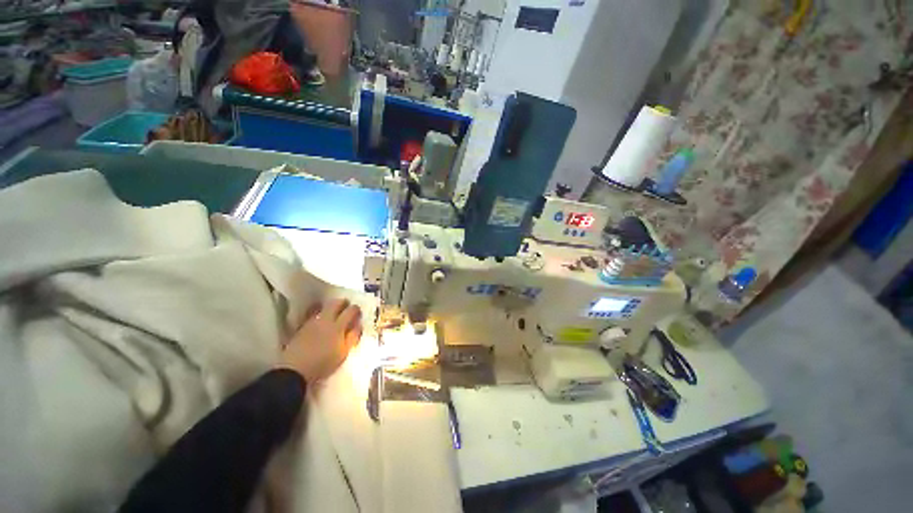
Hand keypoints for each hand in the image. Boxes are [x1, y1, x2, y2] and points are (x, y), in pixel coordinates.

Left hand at [279, 298, 362, 381]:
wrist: (294, 370)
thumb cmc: (323, 364)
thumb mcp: (343, 353)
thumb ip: (352, 337)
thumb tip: (358, 325)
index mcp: (338, 327)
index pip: (350, 311)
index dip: (356, 309)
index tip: (358, 312)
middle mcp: (325, 320)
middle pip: (335, 303)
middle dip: (343, 302)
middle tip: (347, 306)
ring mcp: (312, 322)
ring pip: (323, 307)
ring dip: (331, 307)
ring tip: (334, 313)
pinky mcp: (302, 327)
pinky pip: (313, 314)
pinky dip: (320, 313)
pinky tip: (321, 321)